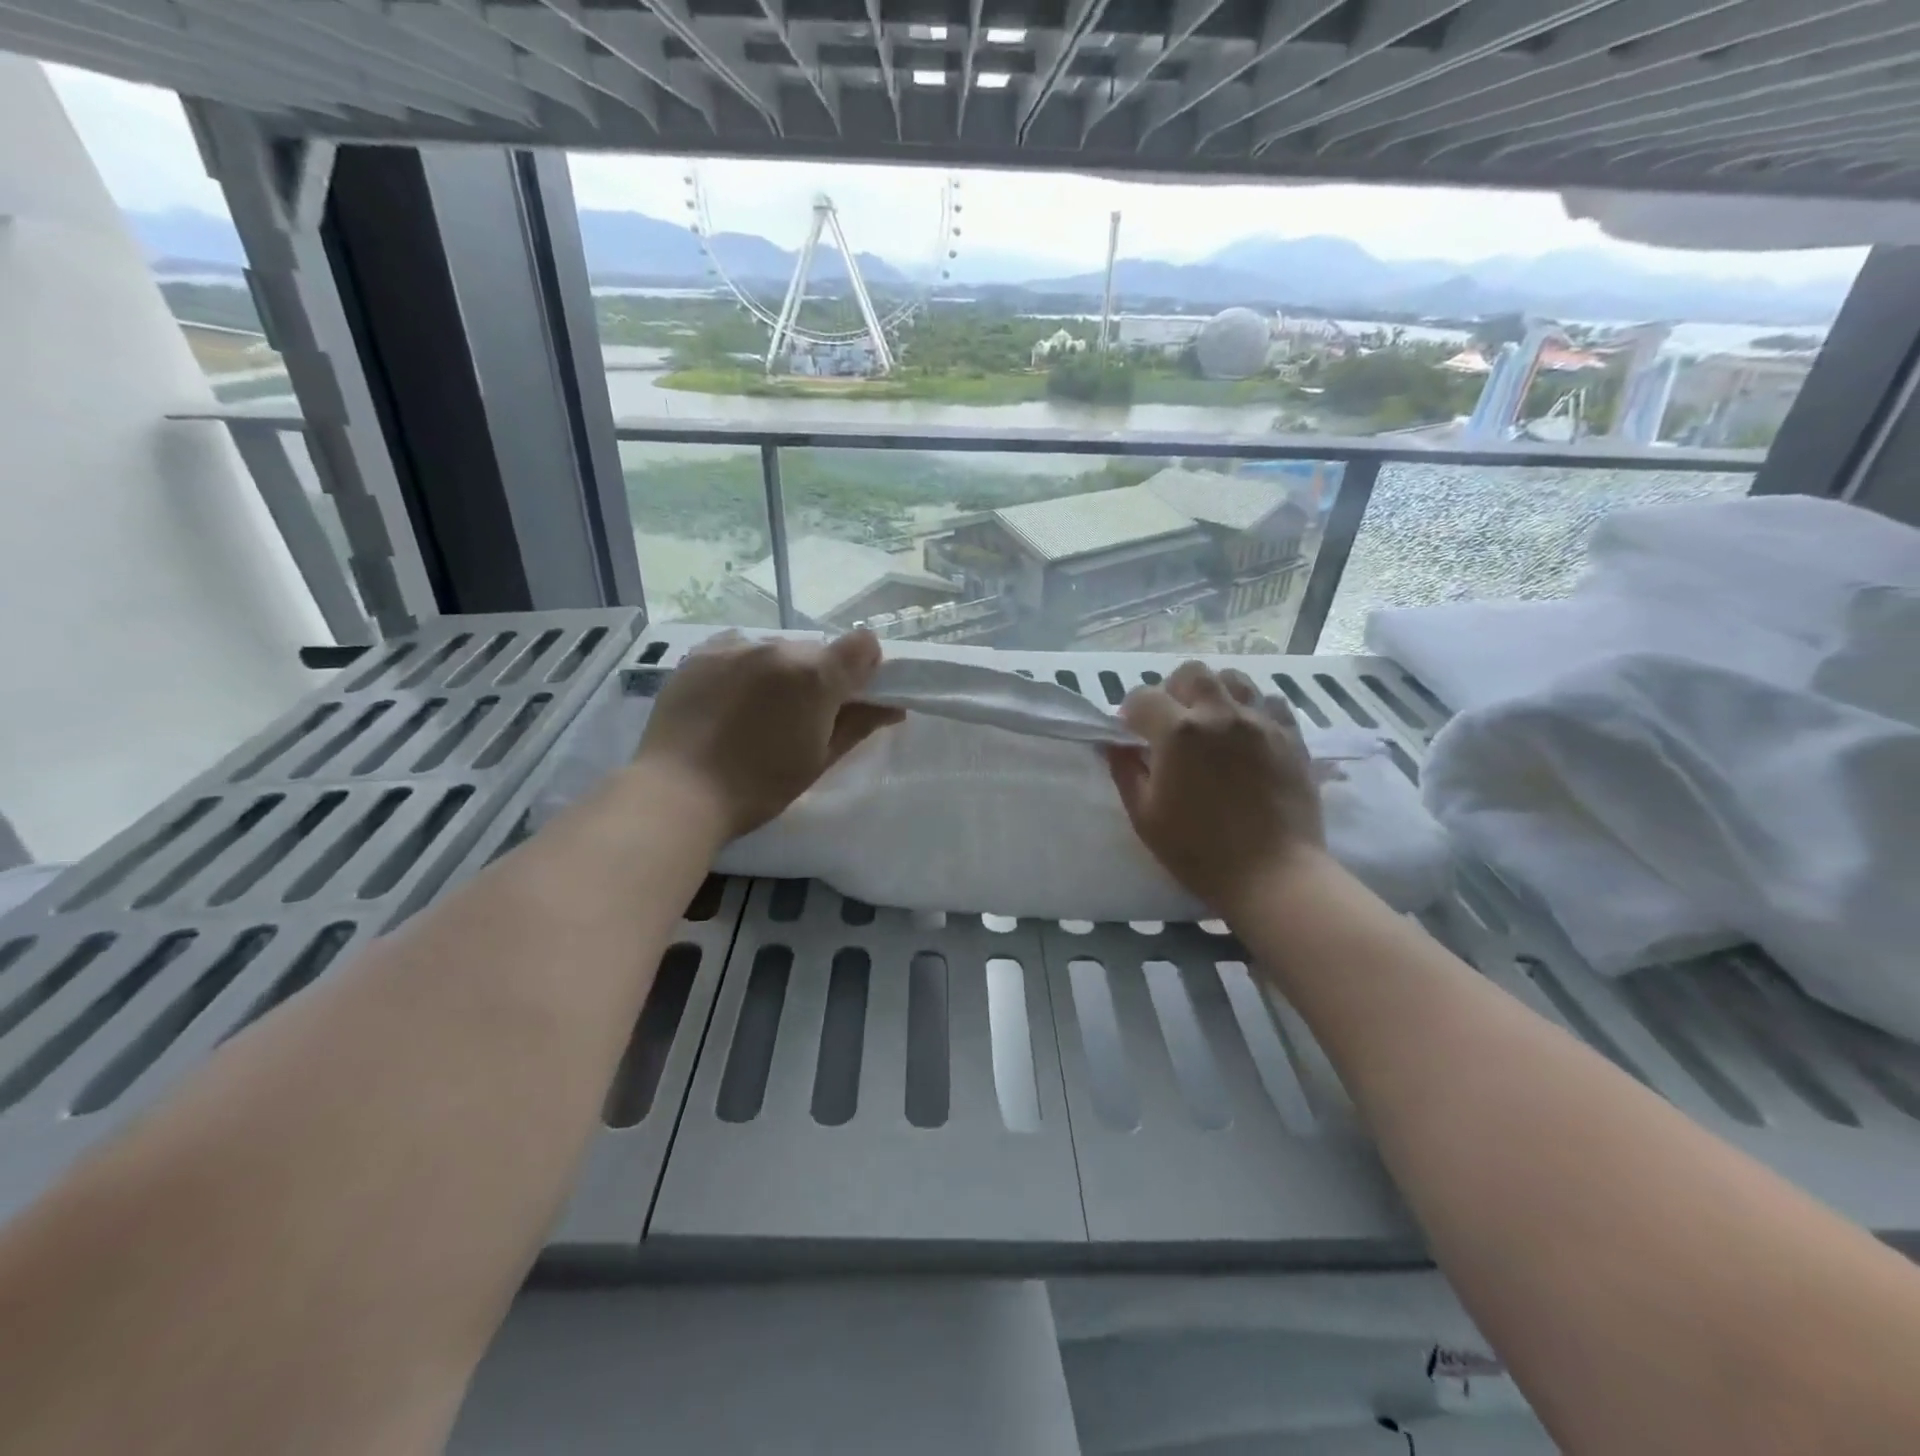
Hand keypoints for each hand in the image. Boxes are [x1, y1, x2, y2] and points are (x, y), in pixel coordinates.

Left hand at [634, 629, 902, 840]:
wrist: (678, 792)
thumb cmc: (759, 786)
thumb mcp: (819, 760)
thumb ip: (859, 725)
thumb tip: (894, 707)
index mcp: (815, 675)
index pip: (863, 644)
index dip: (865, 669)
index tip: (851, 698)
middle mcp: (779, 647)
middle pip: (817, 650)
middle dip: (819, 676)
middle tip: (801, 717)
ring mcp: (736, 646)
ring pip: (777, 648)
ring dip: (781, 671)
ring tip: (757, 711)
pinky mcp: (701, 653)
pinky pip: (739, 648)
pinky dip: (745, 667)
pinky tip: (730, 699)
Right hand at [1106, 661, 1325, 912]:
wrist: (1273, 875)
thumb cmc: (1198, 851)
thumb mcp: (1145, 816)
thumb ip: (1126, 772)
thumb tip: (1114, 745)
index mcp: (1178, 732)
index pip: (1143, 697)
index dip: (1130, 713)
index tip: (1131, 734)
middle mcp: (1220, 714)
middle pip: (1191, 673)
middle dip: (1173, 691)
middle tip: (1172, 723)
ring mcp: (1260, 722)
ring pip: (1233, 679)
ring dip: (1214, 693)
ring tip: (1211, 722)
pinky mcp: (1291, 736)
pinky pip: (1270, 702)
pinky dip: (1252, 709)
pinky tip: (1247, 734)